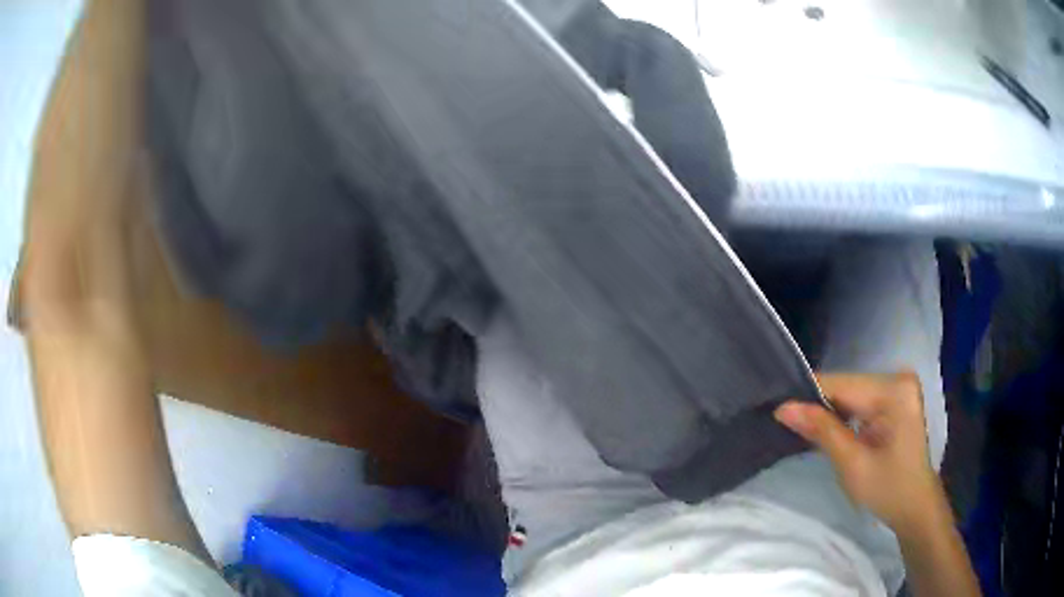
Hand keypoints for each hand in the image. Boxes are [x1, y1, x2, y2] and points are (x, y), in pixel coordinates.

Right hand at [774, 372, 943, 535]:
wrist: (914, 505)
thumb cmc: (887, 489)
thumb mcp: (852, 464)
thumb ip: (821, 431)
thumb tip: (784, 408)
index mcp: (894, 391)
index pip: (842, 384)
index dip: (808, 396)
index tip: (779, 412)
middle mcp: (898, 378)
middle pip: (846, 385)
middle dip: (819, 405)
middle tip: (790, 426)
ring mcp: (898, 386)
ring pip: (850, 392)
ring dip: (829, 411)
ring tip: (806, 429)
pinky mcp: (895, 397)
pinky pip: (860, 399)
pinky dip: (843, 414)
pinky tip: (831, 430)